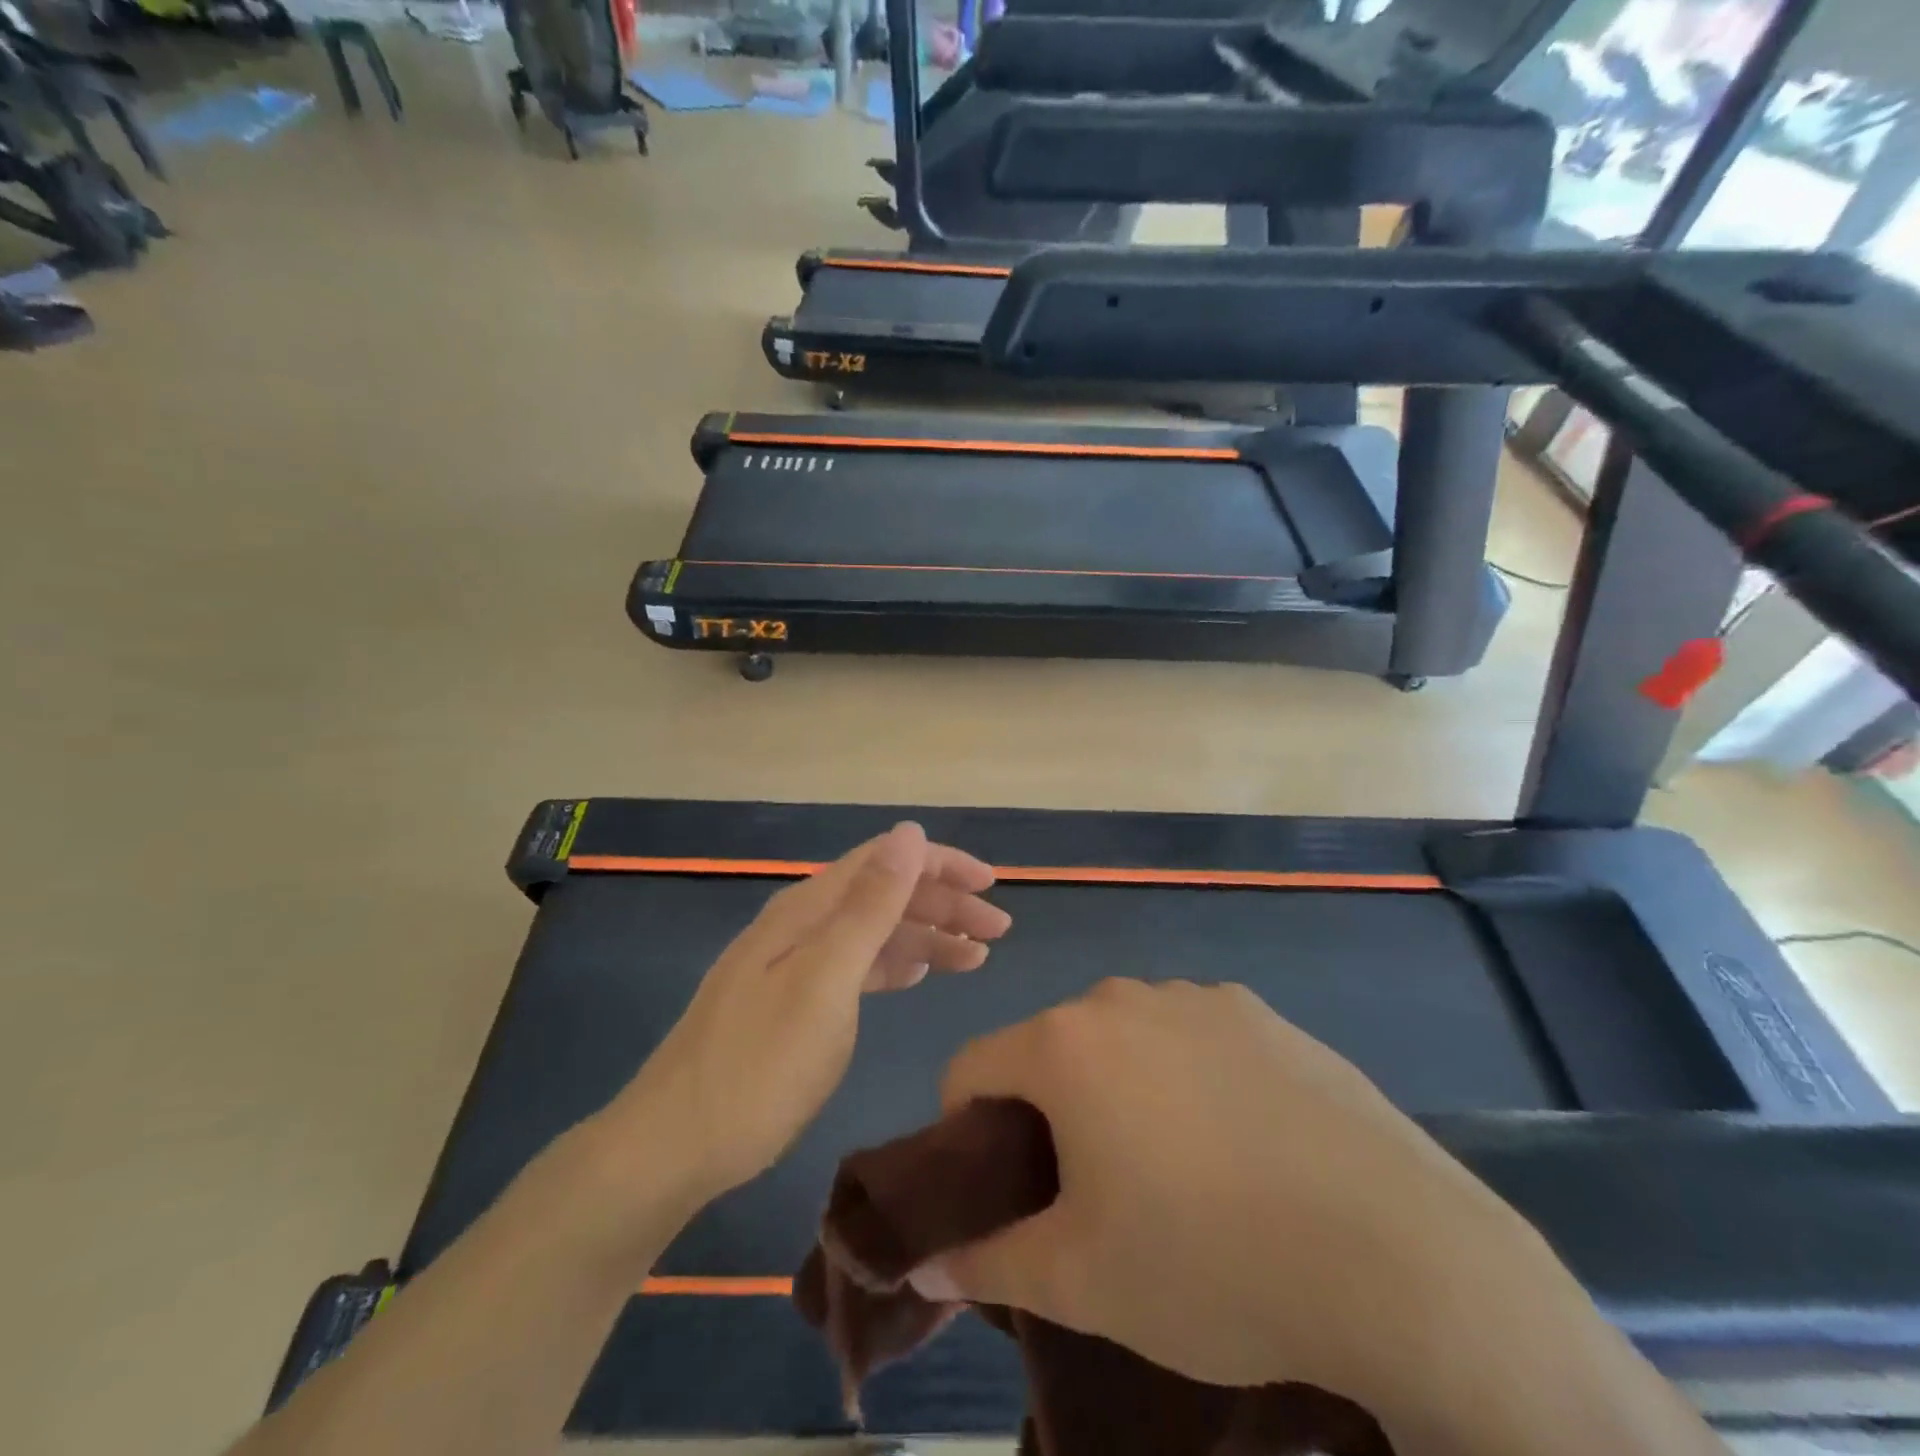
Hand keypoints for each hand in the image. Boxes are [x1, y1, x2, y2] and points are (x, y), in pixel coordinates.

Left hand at [611, 822, 1011, 1205]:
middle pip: (884, 893)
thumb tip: (910, 833)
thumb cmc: (760, 1064)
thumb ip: (870, 905)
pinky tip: (919, 973)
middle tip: (997, 932)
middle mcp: (802, 923)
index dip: (941, 863)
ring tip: (975, 957)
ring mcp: (794, 962)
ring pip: (874, 931)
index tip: (992, 885)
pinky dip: (895, 963)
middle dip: (944, 902)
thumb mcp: (826, 980)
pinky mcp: (792, 1000)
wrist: (674, 1144)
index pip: (885, 860)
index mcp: (809, 908)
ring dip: (927, 935)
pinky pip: (856, 964)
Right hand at [915, 980, 1580, 1428]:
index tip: (997, 1187)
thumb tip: (928, 1264)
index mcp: (1066, 1043)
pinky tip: (1242, 1146)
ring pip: (1123, 1039)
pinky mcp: (1262, 1013)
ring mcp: (1199, 997)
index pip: (971, 1066)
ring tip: (1173, 1172)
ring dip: (1119, 1089)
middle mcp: (1123, 998)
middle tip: (1088, 1192)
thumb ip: (988, 1264)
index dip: (965, 1128)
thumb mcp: (1083, 1282)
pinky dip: (1187, 1078)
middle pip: (1051, 1048)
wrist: (1400, 1257)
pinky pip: (1192, 1037)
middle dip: (1048, 1110)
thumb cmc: (1211, 1262)